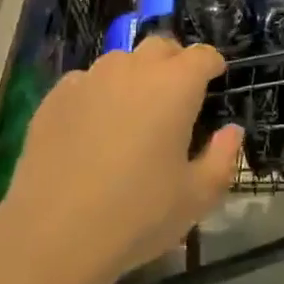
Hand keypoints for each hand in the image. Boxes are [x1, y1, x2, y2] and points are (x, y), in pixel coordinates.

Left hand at [1, 38, 240, 279]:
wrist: (52, 236)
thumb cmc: (137, 215)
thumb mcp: (197, 197)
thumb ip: (223, 157)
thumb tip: (230, 131)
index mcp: (175, 85)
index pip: (203, 55)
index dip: (213, 65)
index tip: (215, 81)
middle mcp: (134, 69)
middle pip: (161, 47)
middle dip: (174, 63)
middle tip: (176, 98)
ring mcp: (91, 78)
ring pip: (121, 61)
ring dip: (135, 77)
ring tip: (132, 114)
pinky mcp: (56, 97)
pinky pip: (86, 82)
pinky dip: (98, 94)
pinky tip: (92, 129)